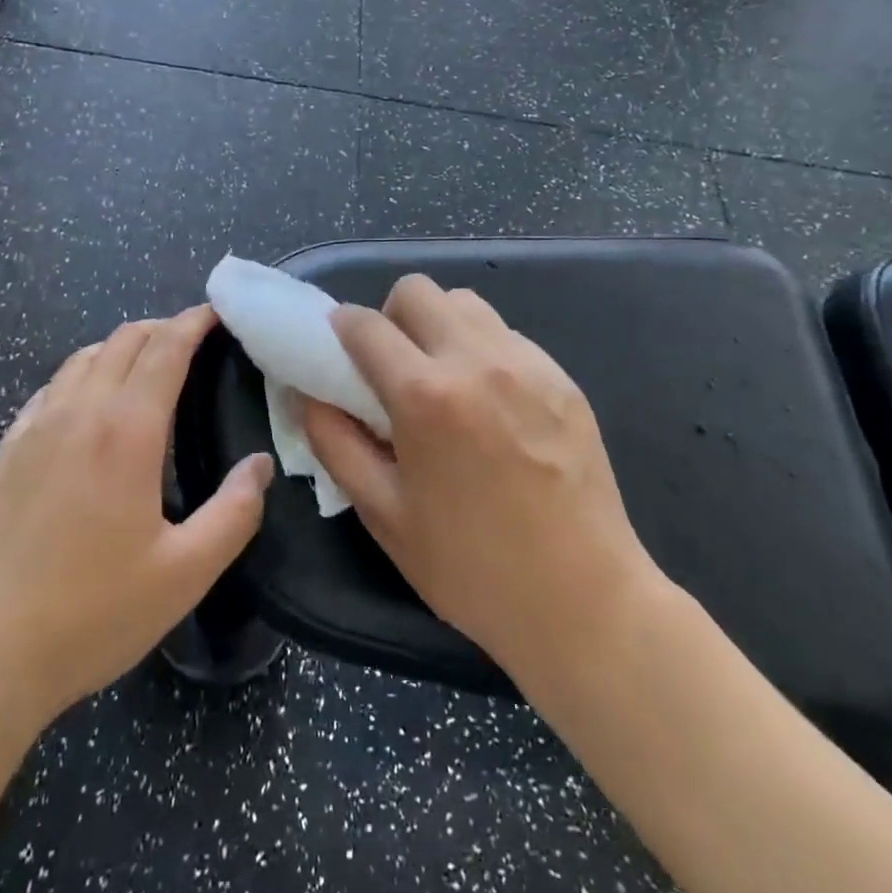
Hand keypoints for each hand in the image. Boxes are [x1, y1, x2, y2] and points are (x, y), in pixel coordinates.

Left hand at [0, 306, 274, 734]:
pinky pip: (50, 389)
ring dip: (120, 347)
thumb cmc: (88, 614)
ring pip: (82, 358)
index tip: (217, 312)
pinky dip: (81, 375)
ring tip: (145, 365)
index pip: (165, 348)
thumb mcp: (183, 574)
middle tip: (193, 340)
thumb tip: (260, 465)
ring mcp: (34, 428)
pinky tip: (86, 404)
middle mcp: (78, 412)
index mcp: (126, 431)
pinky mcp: (4, 452)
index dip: (193, 322)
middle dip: (162, 328)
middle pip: (123, 340)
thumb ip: (234, 513)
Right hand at [301, 276, 664, 691]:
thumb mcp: (383, 514)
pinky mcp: (562, 377)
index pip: (365, 324)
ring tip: (443, 379)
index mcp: (425, 395)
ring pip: (464, 303)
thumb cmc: (471, 567)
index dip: (340, 329)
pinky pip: (506, 334)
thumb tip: (306, 394)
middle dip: (391, 317)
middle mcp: (476, 360)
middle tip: (392, 366)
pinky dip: (482, 348)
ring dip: (438, 325)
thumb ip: (335, 443)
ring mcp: (527, 363)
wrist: (585, 602)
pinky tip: (490, 402)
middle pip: (416, 290)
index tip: (338, 351)